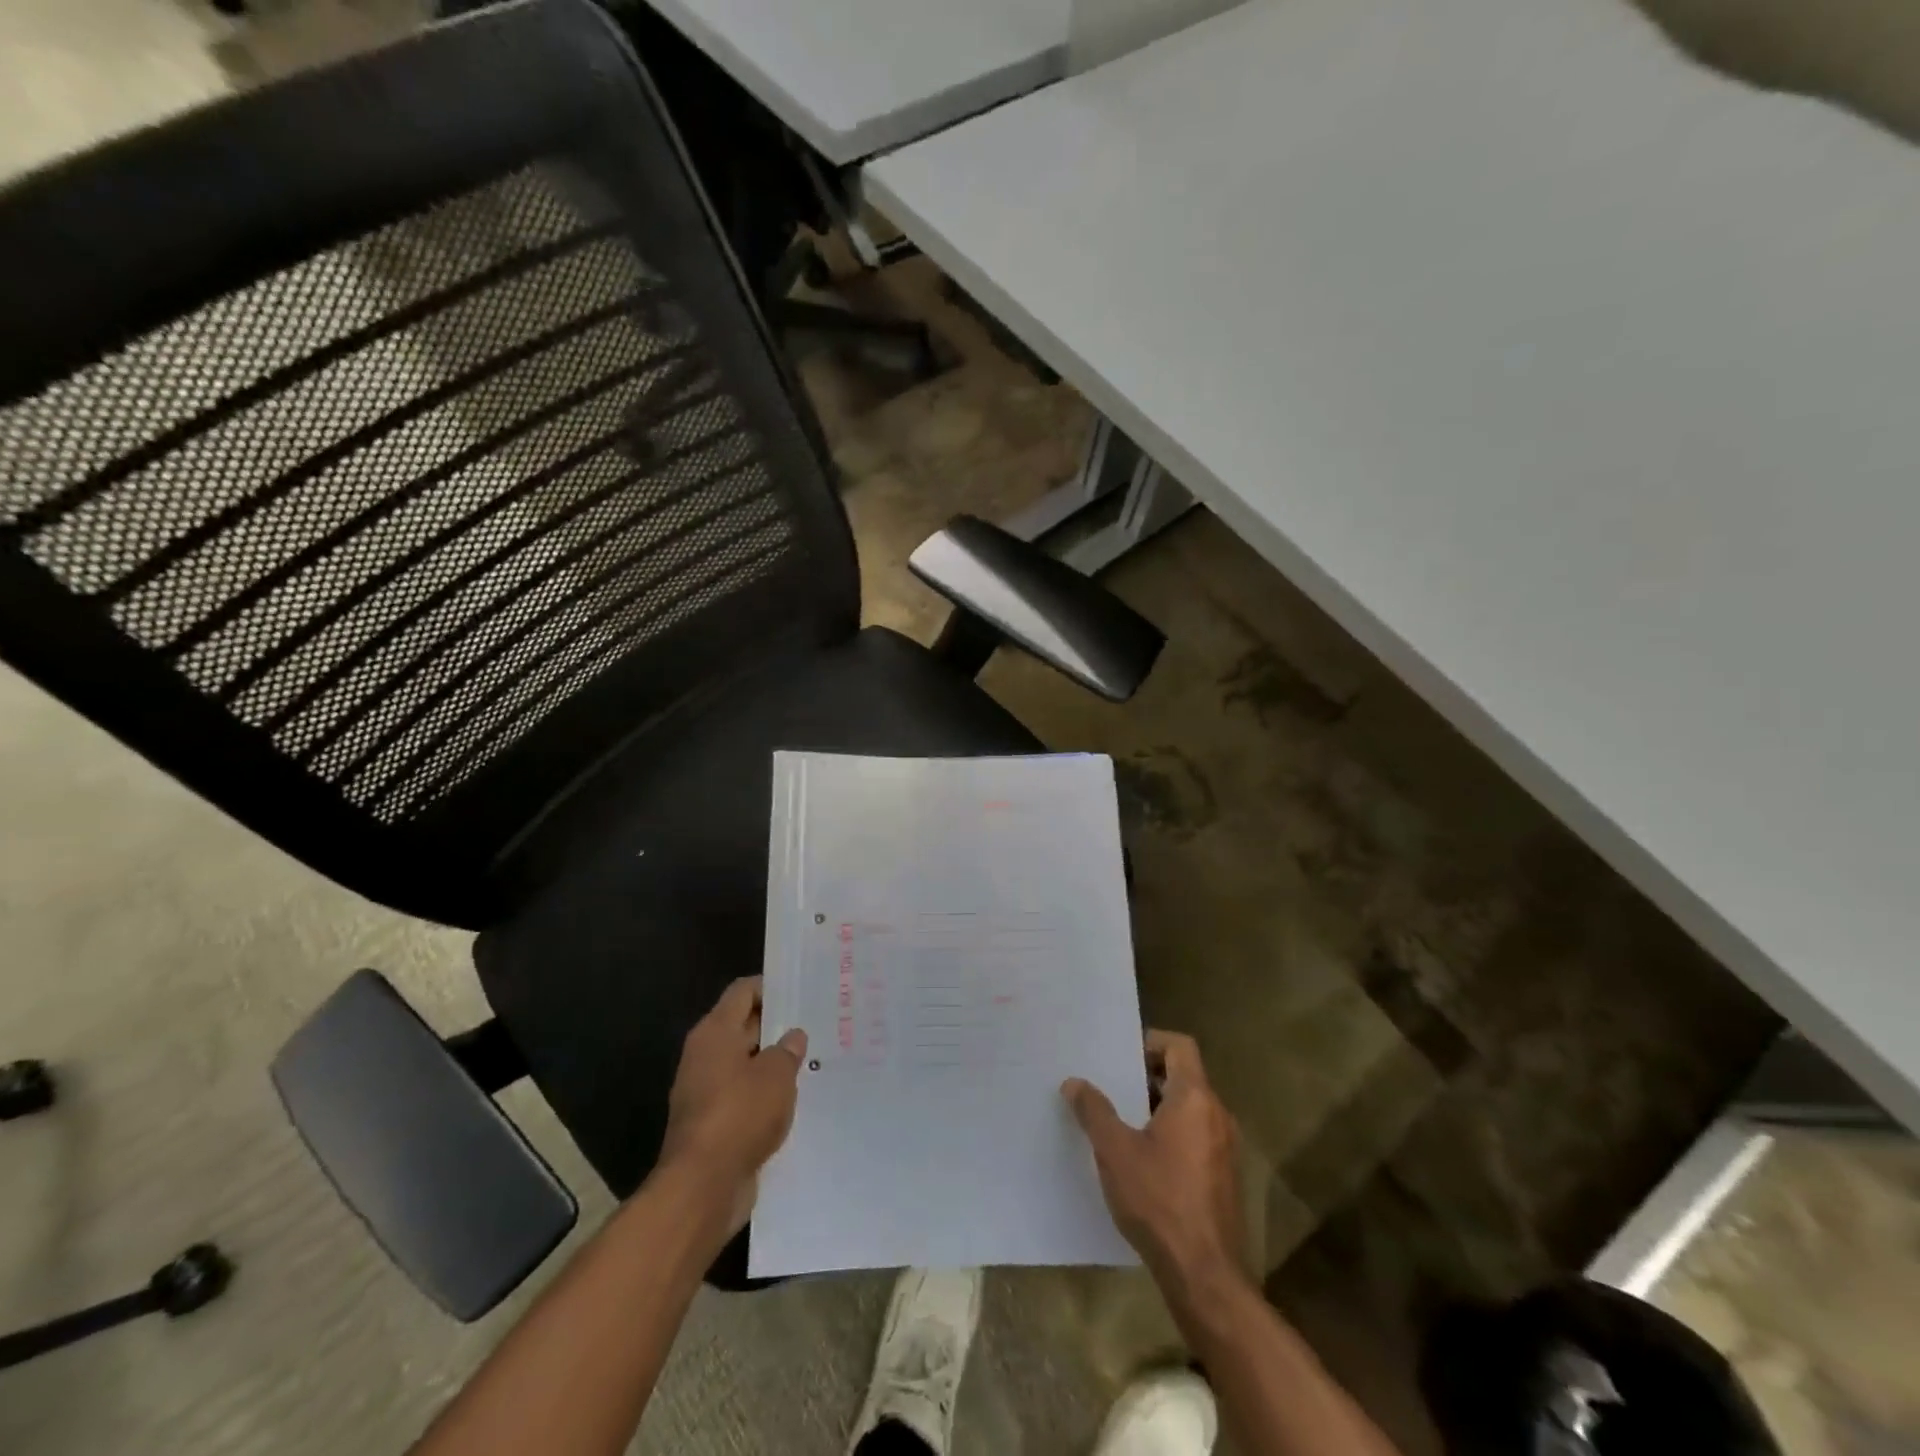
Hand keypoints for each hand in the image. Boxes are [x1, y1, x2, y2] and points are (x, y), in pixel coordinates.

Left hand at [657, 976, 806, 1233]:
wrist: (702, 1188)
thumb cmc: (739, 1115)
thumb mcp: (775, 1075)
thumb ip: (787, 1050)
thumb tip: (793, 1037)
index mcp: (715, 1033)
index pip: (743, 992)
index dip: (771, 986)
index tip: (802, 988)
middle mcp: (706, 1056)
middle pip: (745, 1026)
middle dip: (778, 1025)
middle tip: (818, 1022)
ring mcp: (707, 1092)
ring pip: (748, 1064)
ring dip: (775, 1063)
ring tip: (815, 1059)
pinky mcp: (715, 1124)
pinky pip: (746, 1097)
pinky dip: (767, 1095)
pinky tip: (799, 1098)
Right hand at [1063, 1030, 1246, 1297]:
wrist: (1205, 1276)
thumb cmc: (1159, 1201)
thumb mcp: (1115, 1151)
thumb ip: (1094, 1111)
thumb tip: (1074, 1082)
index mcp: (1196, 1098)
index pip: (1180, 1046)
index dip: (1150, 1041)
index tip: (1119, 1054)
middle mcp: (1218, 1115)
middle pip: (1185, 1075)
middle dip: (1147, 1075)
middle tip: (1111, 1083)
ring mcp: (1226, 1147)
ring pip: (1190, 1108)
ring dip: (1158, 1106)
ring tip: (1120, 1118)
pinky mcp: (1224, 1176)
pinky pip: (1197, 1135)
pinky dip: (1171, 1132)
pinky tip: (1142, 1157)